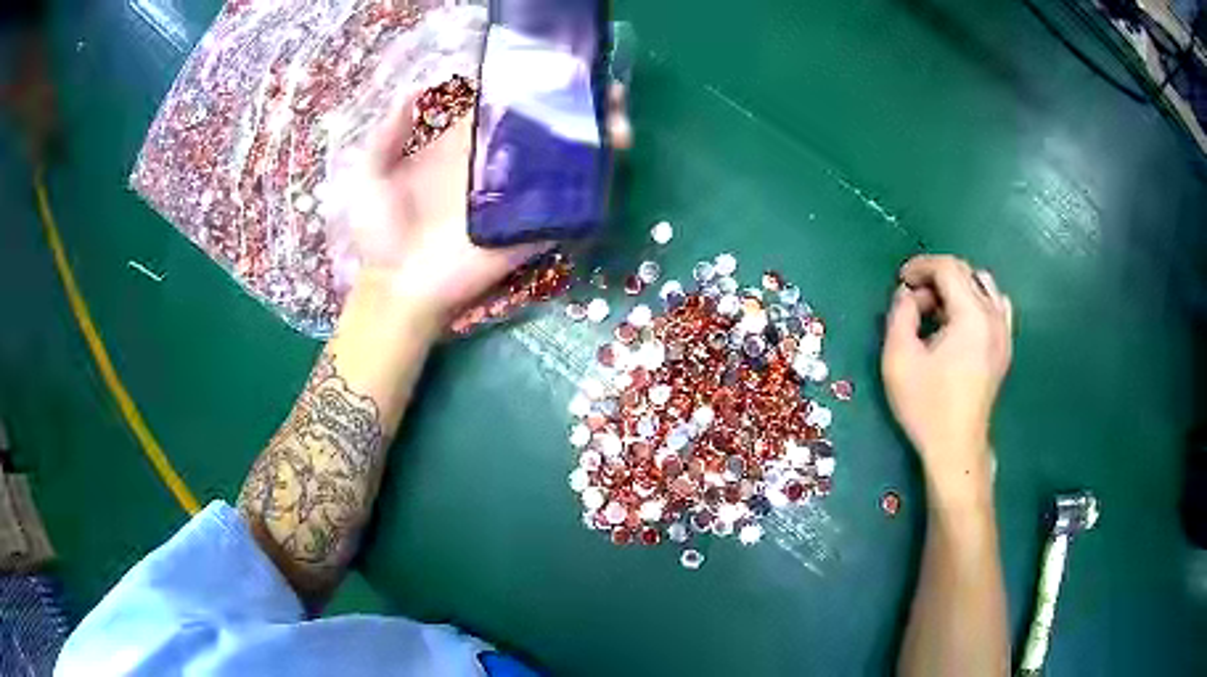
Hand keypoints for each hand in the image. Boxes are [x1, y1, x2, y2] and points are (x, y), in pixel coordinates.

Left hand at [343, 83, 633, 321]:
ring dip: (597, 136)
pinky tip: (611, 157)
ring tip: (618, 119)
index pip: (504, 102)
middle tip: (604, 88)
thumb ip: (390, 132)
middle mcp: (498, 162)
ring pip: (565, 158)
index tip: (557, 61)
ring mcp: (519, 194)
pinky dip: (595, 181)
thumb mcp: (372, 173)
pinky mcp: (533, 225)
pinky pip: (569, 201)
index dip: (531, 81)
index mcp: (463, 144)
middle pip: (545, 125)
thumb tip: (419, 88)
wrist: (398, 288)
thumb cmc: (380, 232)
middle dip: (578, 105)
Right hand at [882, 255, 1012, 495]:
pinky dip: (977, 302)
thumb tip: (907, 294)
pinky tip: (961, 323)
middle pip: (966, 273)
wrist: (955, 447)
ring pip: (984, 286)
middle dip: (936, 278)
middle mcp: (994, 317)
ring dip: (957, 288)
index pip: (949, 268)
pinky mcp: (1005, 347)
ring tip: (937, 312)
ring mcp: (1004, 332)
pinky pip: (997, 306)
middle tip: (914, 302)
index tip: (901, 281)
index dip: (921, 266)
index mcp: (972, 316)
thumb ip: (900, 314)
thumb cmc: (926, 406)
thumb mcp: (899, 358)